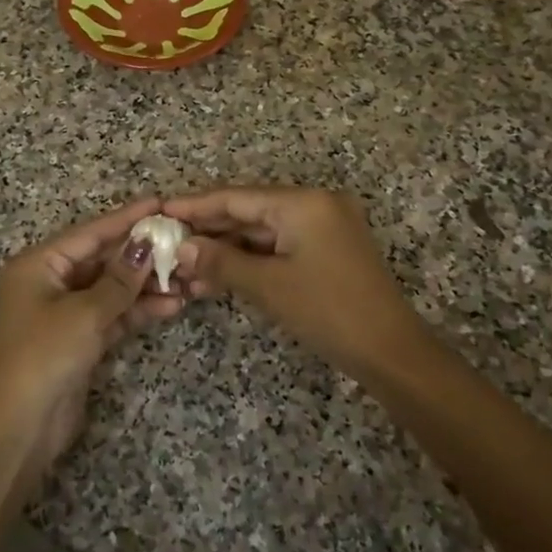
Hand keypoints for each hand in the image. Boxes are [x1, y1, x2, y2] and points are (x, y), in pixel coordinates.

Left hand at [0, 199, 183, 484]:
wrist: (18, 430)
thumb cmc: (43, 358)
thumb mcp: (84, 314)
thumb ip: (119, 280)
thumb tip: (146, 245)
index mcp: (38, 265)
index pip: (89, 233)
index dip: (126, 219)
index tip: (159, 204)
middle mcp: (48, 283)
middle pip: (101, 260)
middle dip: (140, 256)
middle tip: (181, 243)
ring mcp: (63, 313)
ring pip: (110, 289)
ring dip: (145, 286)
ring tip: (186, 278)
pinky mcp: (77, 340)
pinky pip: (111, 315)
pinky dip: (137, 311)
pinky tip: (171, 305)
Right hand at [165, 187, 425, 377]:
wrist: (392, 353)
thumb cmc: (329, 312)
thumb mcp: (269, 286)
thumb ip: (221, 261)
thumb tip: (181, 248)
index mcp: (303, 202)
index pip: (236, 197)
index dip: (195, 205)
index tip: (160, 210)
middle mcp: (314, 204)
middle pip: (248, 211)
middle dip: (208, 230)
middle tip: (166, 242)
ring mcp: (324, 227)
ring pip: (262, 231)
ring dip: (226, 248)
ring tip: (185, 264)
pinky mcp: (327, 249)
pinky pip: (279, 246)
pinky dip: (250, 259)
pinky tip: (218, 273)